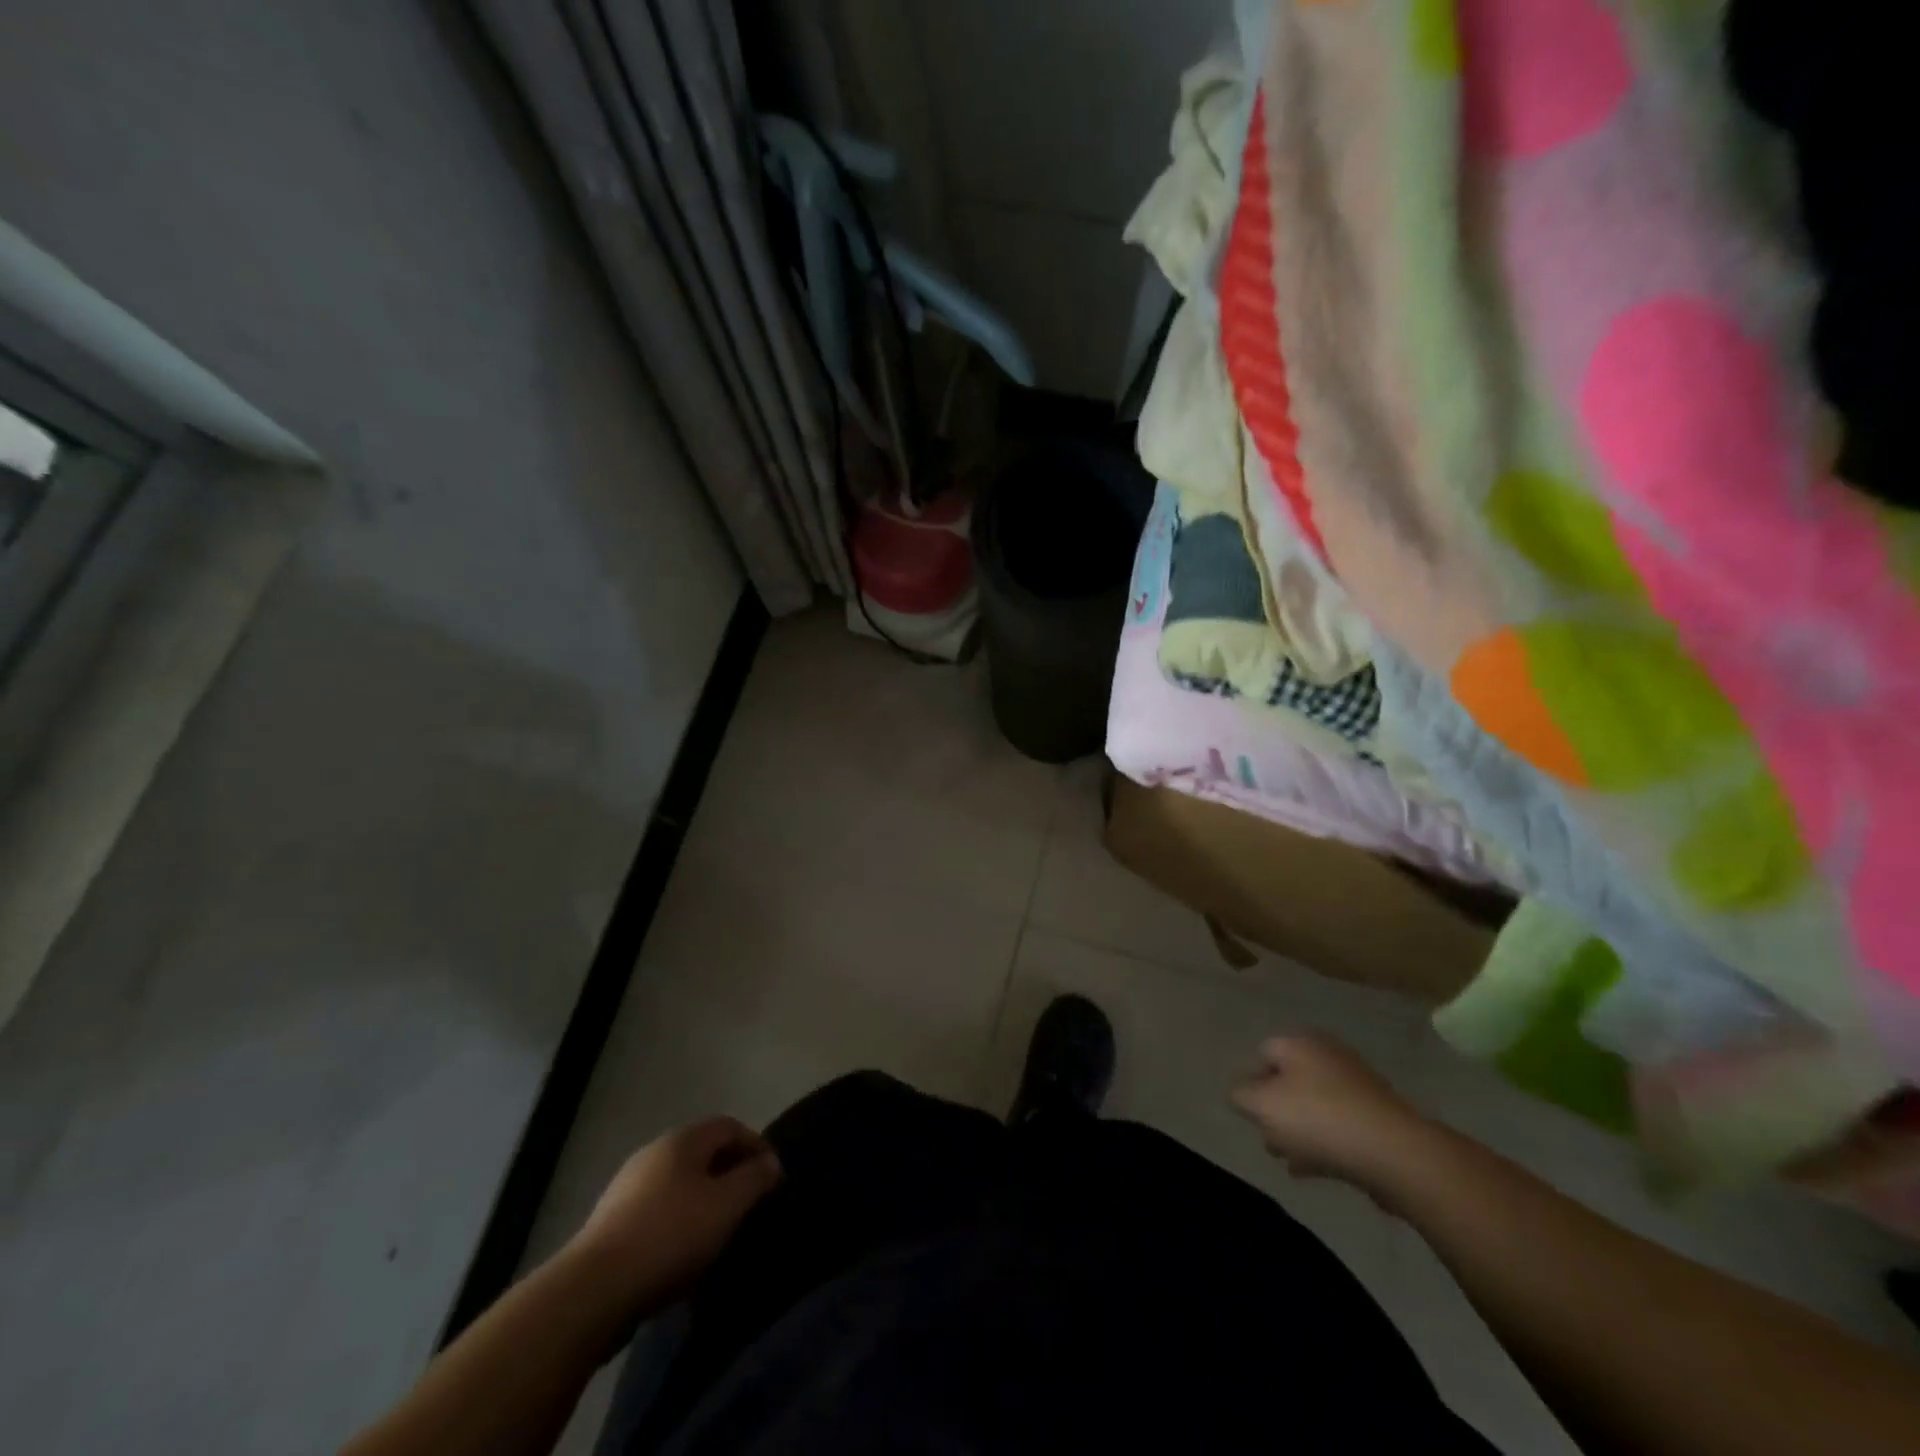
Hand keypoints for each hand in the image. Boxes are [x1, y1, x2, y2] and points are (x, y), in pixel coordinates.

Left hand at [570, 1117, 782, 1306]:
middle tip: (750, 1202)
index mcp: (683, 1140)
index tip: (773, 1176)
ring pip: (680, 1181)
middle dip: (730, 1171)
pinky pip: (658, 1207)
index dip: (756, 1145)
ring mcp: (628, 1185)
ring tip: (720, 1229)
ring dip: (704, 1197)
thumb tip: (771, 1162)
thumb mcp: (726, 1206)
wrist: (593, 1290)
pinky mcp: (611, 1221)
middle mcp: (654, 1152)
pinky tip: (683, 1250)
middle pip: (703, 1151)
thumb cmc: (670, 1236)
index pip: (729, 1126)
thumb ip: (754, 1179)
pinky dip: (679, 1218)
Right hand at [1230, 1035, 1435, 1206]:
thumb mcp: (1262, 1105)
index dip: (1251, 1083)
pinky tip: (1314, 1170)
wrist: (1395, 1153)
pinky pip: (1340, 1125)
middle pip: (1290, 1080)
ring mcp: (1357, 1085)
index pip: (1263, 1053)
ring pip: (1315, 1105)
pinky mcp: (1378, 1116)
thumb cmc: (1318, 1119)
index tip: (1250, 1116)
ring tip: (1290, 1161)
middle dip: (1276, 1111)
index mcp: (1299, 1043)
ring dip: (1299, 1132)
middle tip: (1269, 1141)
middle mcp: (1328, 1055)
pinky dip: (1324, 1143)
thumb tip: (1238, 1092)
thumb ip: (1240, 1095)